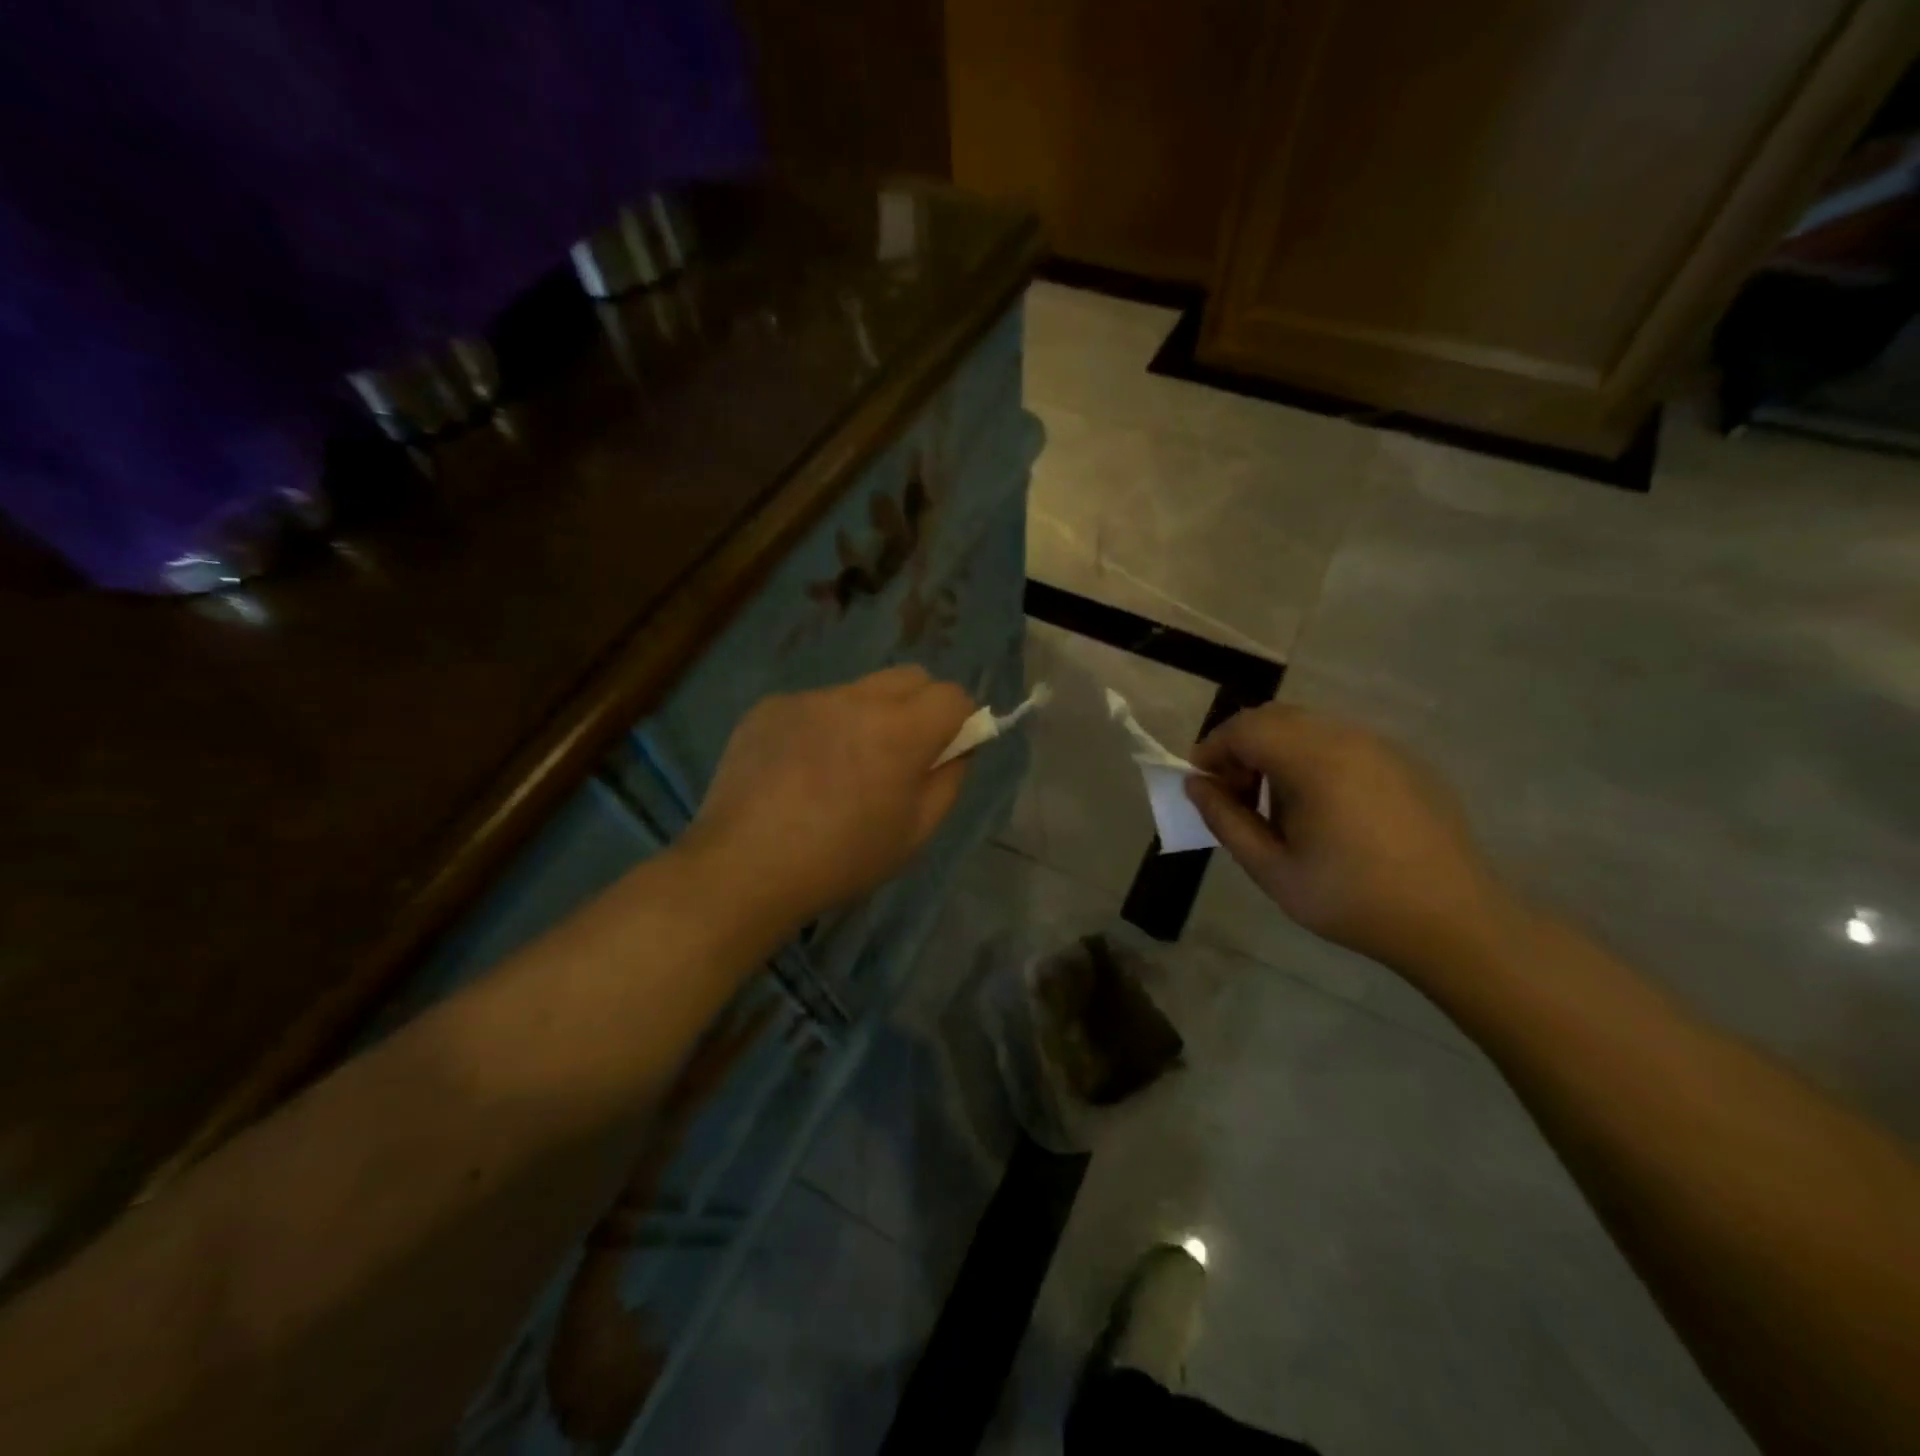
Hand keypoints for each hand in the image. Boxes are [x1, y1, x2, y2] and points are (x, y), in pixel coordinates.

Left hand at [683, 667, 975, 927]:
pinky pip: (814, 705)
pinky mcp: (769, 707)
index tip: (945, 751)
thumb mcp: (915, 834)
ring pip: (859, 691)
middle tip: (899, 755)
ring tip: (838, 769)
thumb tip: (960, 745)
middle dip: (920, 706)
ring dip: (867, 717)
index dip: (959, 720)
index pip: (952, 694)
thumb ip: (949, 780)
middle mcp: (855, 699)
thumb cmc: (841, 860)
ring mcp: (807, 699)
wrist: (744, 867)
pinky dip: (821, 727)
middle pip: (910, 676)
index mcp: (899, 730)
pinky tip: (797, 771)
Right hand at [1185, 705, 1512, 972]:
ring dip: (1277, 752)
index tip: (1203, 787)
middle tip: (1236, 796)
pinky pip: (1342, 743)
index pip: (1244, 728)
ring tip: (1277, 807)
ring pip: (1309, 727)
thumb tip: (1196, 785)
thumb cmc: (1352, 899)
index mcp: (1314, 760)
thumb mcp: (1272, 869)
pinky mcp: (1404, 762)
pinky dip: (1312, 759)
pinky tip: (1323, 810)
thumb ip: (1226, 821)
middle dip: (1242, 748)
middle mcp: (1348, 738)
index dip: (1212, 750)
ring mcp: (1381, 746)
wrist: (1454, 922)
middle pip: (1275, 718)